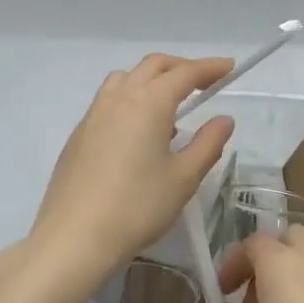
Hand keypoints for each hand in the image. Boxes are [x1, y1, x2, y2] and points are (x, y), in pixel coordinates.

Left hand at [29, 54, 234, 285]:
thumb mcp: (183, 178)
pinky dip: (131, 97)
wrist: (74, 236)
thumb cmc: (137, 206)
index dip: (210, 67)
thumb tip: (224, 119)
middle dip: (181, 67)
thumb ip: (208, 143)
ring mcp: (95, 113)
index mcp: (149, 102)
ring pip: (127, 77)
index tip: (229, 67)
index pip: (185, 73)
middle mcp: (120, 97)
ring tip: (169, 105)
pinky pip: (110, 99)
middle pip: (154, 66)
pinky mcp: (79, 133)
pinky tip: (138, 131)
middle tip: (204, 82)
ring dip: (152, 79)